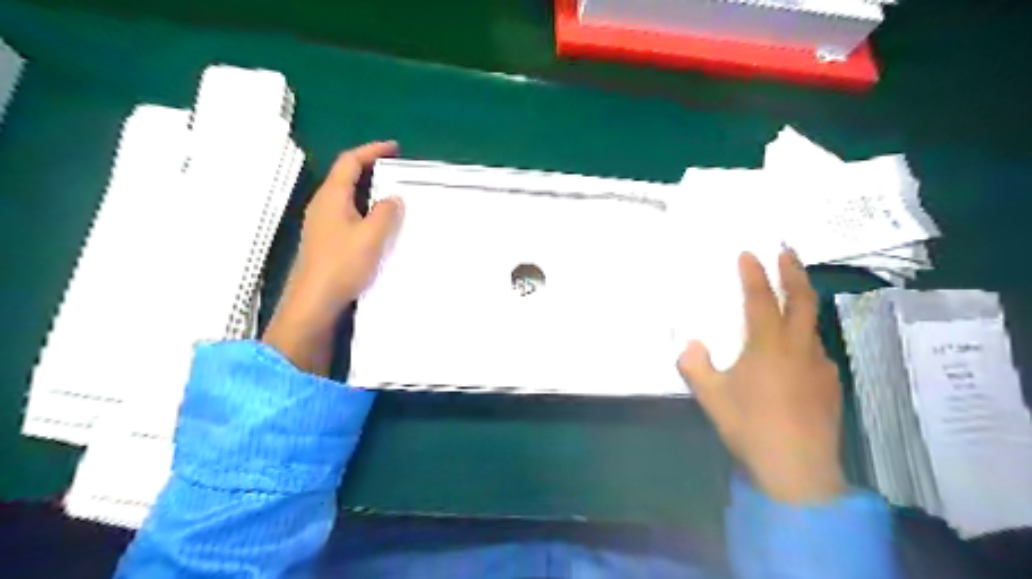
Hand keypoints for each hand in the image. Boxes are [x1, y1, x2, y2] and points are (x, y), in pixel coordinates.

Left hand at [262, 143, 404, 373]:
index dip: (371, 151)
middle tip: (396, 172)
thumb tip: (392, 198)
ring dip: (368, 192)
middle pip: (346, 177)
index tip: (394, 149)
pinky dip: (364, 210)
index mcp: (332, 197)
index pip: (350, 162)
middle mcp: (323, 205)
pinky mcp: (325, 240)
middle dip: (370, 169)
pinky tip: (377, 225)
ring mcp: (321, 223)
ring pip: (346, 197)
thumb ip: (385, 213)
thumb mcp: (372, 236)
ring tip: (392, 197)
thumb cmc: (343, 264)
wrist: (315, 301)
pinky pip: (347, 214)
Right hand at [684, 252, 842, 504]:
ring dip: (802, 306)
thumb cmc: (750, 426)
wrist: (798, 469)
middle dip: (793, 272)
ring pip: (811, 326)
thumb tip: (691, 345)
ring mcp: (819, 366)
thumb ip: (695, 365)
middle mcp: (798, 347)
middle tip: (788, 252)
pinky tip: (796, 358)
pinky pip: (816, 353)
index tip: (749, 253)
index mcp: (767, 346)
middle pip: (801, 300)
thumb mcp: (711, 396)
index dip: (754, 274)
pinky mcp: (831, 385)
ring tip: (790, 303)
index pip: (761, 299)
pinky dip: (804, 342)